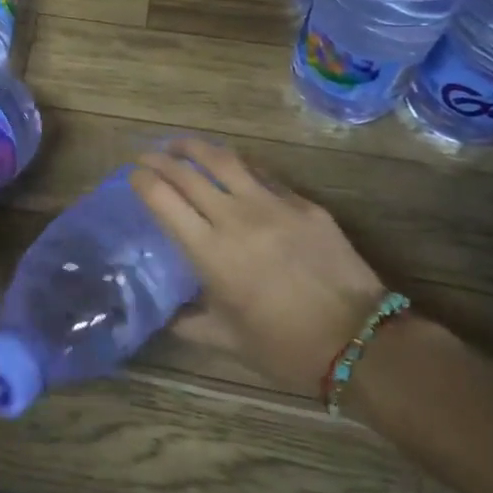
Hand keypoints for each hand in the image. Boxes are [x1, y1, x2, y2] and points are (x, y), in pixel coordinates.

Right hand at [129, 138, 388, 398]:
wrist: (360, 341)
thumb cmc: (286, 347)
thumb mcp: (228, 341)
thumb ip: (192, 323)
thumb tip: (169, 316)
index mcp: (210, 252)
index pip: (163, 199)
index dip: (142, 181)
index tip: (132, 175)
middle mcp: (235, 218)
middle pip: (187, 173)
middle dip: (159, 159)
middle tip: (146, 156)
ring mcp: (272, 205)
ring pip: (224, 160)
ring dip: (195, 147)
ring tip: (180, 145)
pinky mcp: (303, 203)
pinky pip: (262, 174)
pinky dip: (238, 166)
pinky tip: (232, 167)